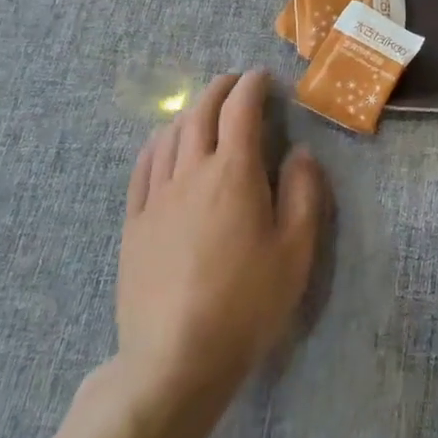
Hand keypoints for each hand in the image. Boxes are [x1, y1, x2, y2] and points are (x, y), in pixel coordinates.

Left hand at [113, 72, 328, 412]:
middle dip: (220, 89)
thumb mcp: (296, 250)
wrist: (175, 361)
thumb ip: (303, 193)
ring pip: (170, 135)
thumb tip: (299, 152)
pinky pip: (143, 167)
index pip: (241, 110)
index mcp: (234, 174)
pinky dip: (158, 142)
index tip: (264, 76)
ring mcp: (157, 197)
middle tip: (236, 82)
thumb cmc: (246, 304)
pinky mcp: (134, 223)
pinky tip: (165, 145)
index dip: (253, 85)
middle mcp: (192, 173)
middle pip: (201, 112)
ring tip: (204, 109)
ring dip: (190, 111)